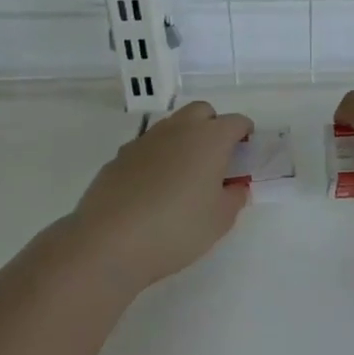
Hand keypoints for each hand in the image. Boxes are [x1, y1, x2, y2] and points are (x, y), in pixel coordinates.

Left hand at [66, 101, 252, 285]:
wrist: (108, 243)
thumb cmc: (177, 229)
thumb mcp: (220, 220)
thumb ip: (234, 197)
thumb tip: (234, 185)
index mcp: (210, 139)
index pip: (236, 122)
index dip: (245, 134)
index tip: (245, 153)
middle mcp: (178, 130)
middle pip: (202, 111)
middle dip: (213, 126)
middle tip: (216, 158)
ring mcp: (144, 141)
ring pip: (172, 126)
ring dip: (183, 140)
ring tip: (184, 175)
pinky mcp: (118, 158)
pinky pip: (147, 147)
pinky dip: (157, 158)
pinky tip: (153, 189)